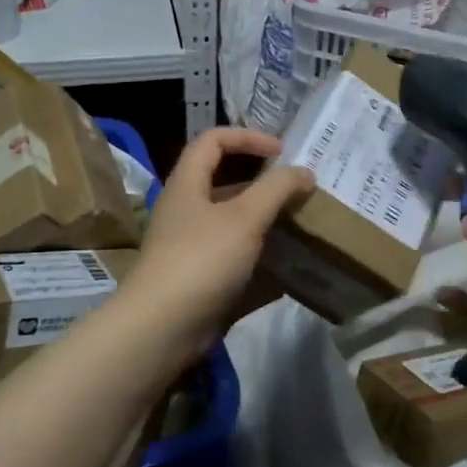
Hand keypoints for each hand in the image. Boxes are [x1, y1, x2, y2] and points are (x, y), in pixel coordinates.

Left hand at [124, 128, 314, 359]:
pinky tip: (294, 269)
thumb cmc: (201, 260)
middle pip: (226, 183)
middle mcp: (187, 211)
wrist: (162, 329)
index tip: (283, 152)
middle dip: (265, 184)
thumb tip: (304, 171)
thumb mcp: (244, 218)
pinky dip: (264, 261)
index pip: (213, 140)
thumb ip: (276, 190)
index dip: (248, 138)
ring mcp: (194, 248)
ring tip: (304, 227)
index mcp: (188, 184)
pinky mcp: (203, 281)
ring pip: (235, 225)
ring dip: (268, 223)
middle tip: (300, 190)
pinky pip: (238, 261)